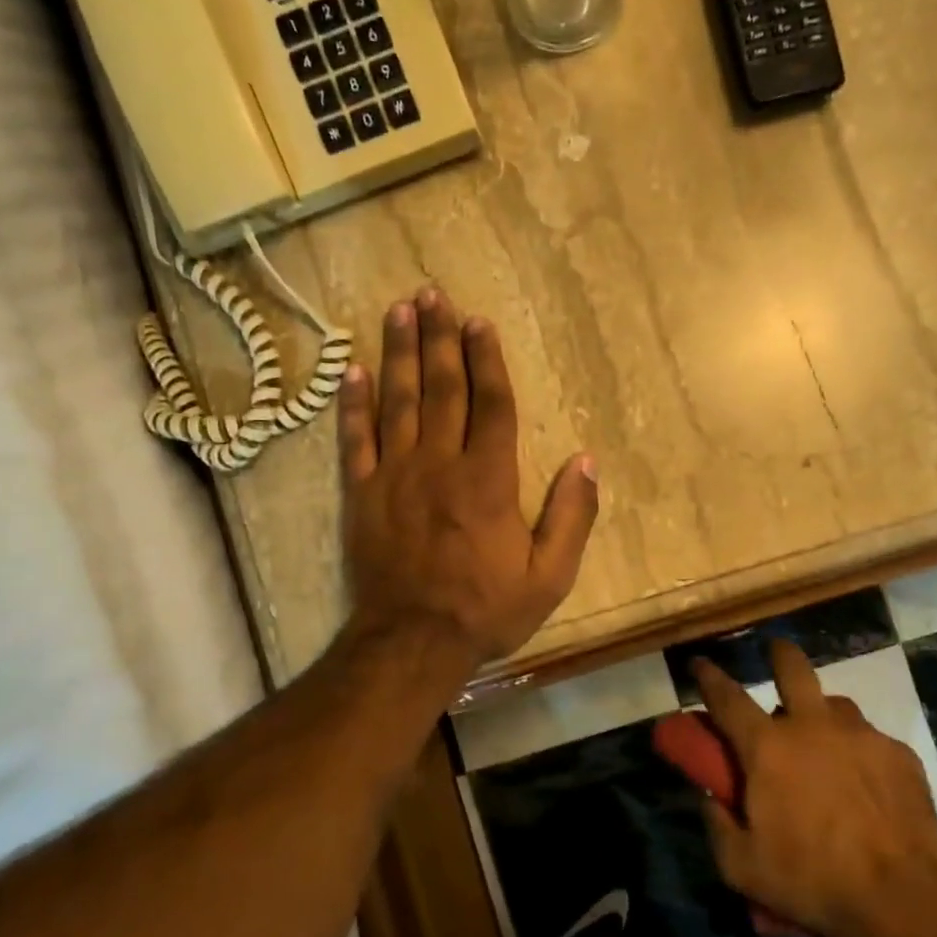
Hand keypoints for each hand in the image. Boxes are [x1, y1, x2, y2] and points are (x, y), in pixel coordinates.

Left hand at [338, 288, 598, 671]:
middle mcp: (440, 464)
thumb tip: (585, 462)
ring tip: (398, 311)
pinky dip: (353, 403)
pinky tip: (351, 370)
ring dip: (399, 353)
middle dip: (439, 338)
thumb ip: (571, 516)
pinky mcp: (361, 493)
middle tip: (432, 294)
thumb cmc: (486, 609)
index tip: (479, 322)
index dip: (486, 360)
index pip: (491, 404)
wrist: (411, 642)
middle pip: (442, 388)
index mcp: (489, 479)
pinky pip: (355, 439)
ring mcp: (395, 475)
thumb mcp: (549, 576)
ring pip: (398, 401)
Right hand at [692, 640, 936, 936]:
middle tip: (775, 656)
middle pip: (792, 667)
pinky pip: (871, 740)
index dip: (708, 676)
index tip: (699, 663)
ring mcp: (861, 735)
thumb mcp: (742, 867)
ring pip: (835, 706)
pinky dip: (860, 753)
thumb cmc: (812, 880)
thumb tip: (708, 796)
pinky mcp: (899, 754)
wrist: (903, 899)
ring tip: (825, 746)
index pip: (727, 697)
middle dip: (778, 653)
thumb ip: (716, 825)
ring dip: (822, 716)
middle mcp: (813, 726)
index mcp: (768, 747)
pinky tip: (866, 785)